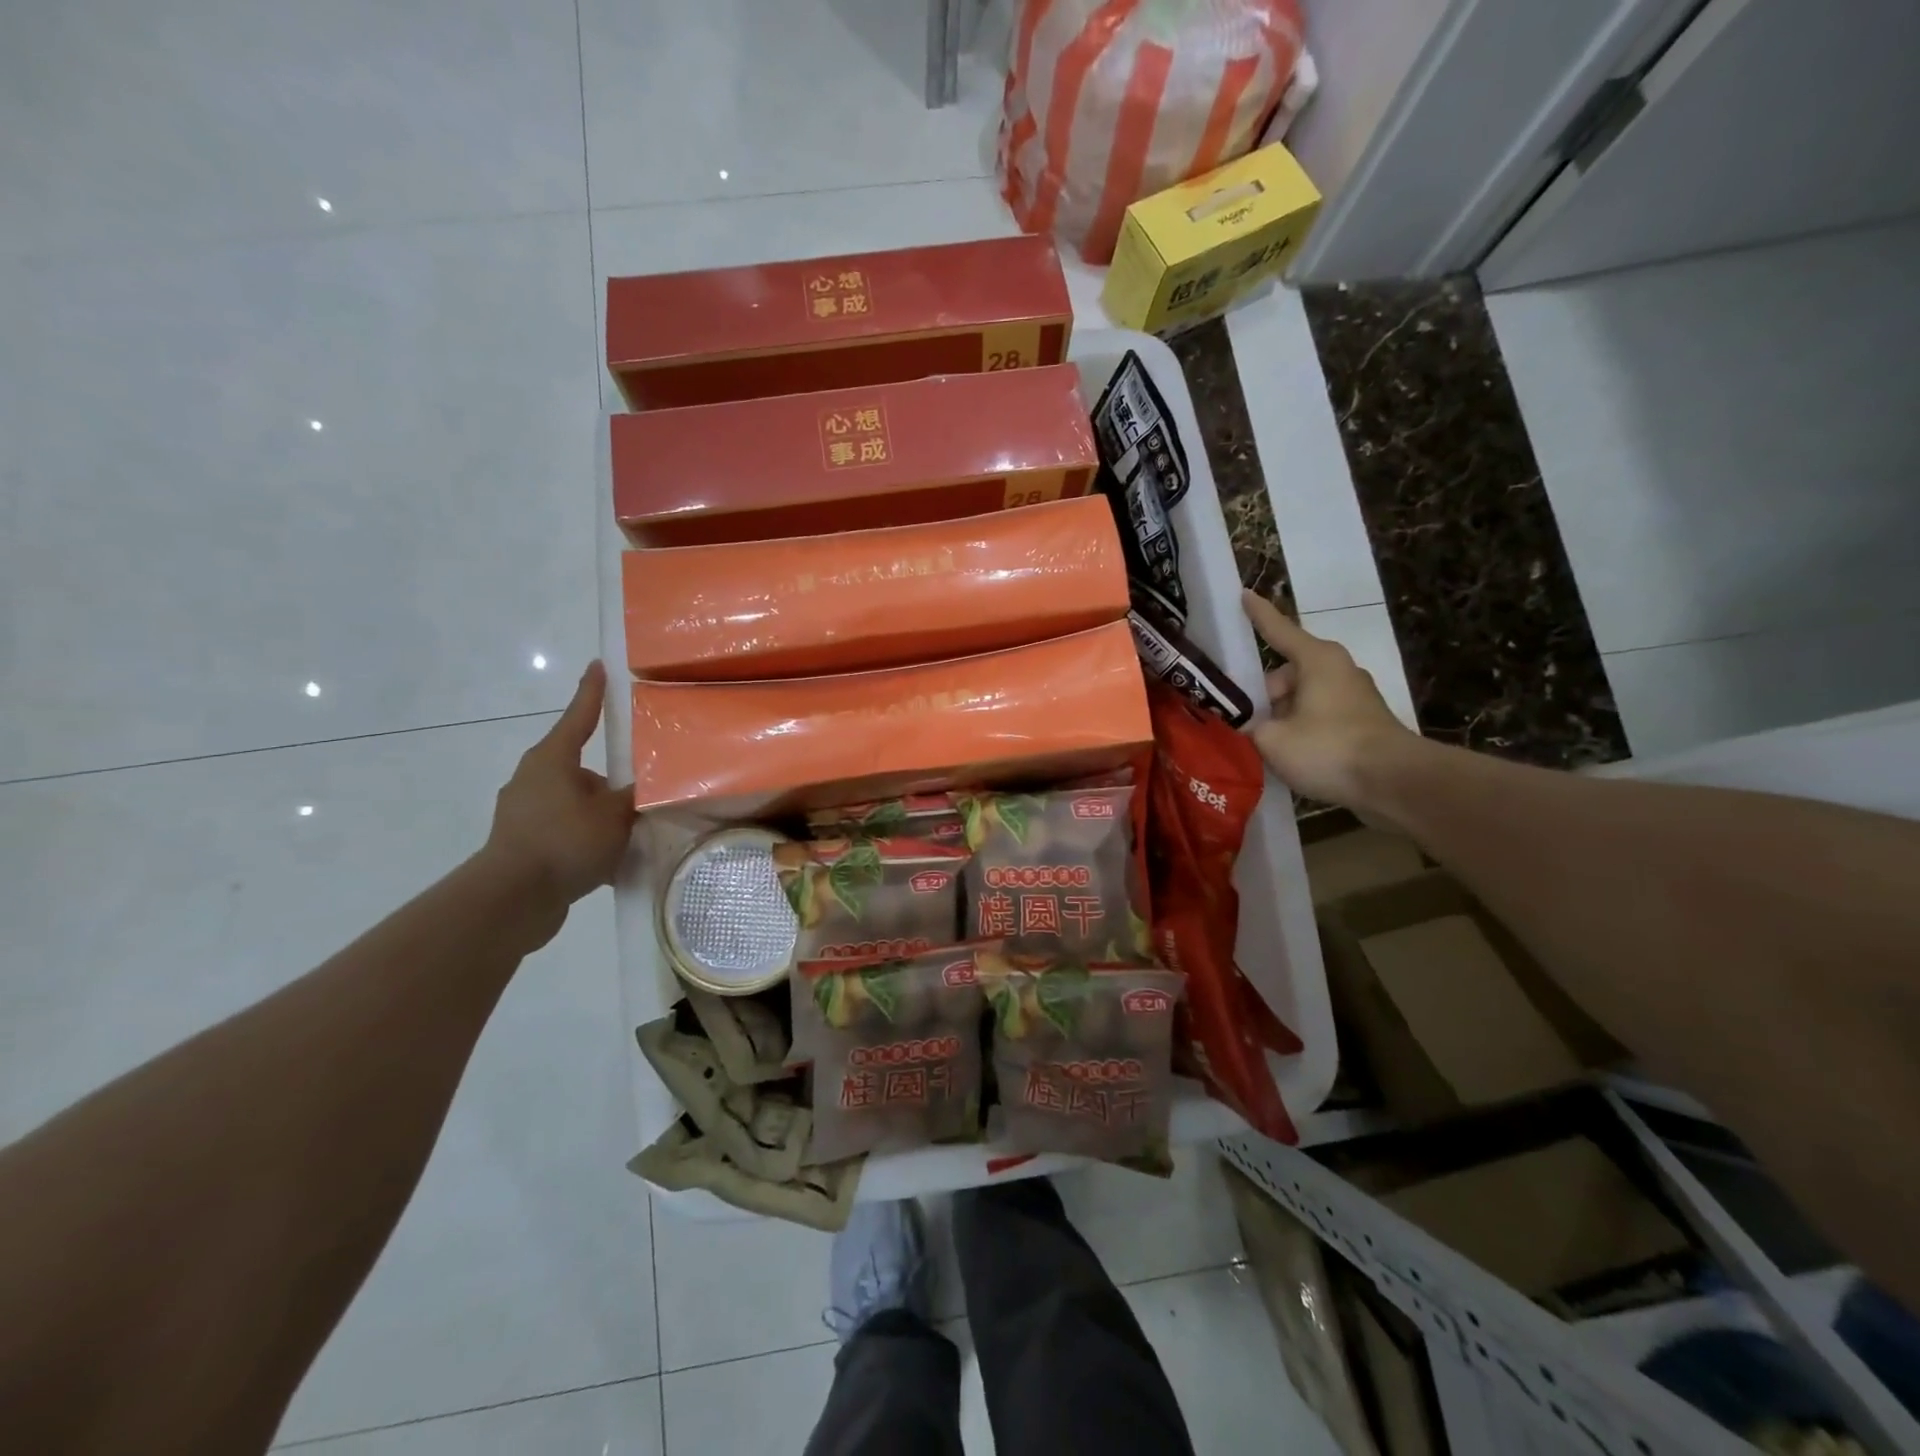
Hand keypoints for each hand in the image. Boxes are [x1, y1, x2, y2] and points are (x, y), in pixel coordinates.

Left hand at [483, 662, 637, 909]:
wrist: (512, 899)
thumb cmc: (565, 841)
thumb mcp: (615, 815)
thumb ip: (634, 796)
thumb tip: (645, 787)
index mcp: (552, 760)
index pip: (579, 717)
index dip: (592, 692)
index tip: (599, 666)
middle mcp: (533, 778)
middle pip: (579, 766)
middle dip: (607, 778)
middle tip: (636, 786)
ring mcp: (523, 812)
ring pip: (572, 801)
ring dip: (597, 812)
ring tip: (629, 831)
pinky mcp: (522, 842)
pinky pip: (564, 830)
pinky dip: (585, 838)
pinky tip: (609, 859)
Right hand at [1242, 591, 1420, 809]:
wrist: (1395, 783)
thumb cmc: (1329, 748)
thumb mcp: (1272, 740)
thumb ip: (1249, 729)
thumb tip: (1244, 729)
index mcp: (1316, 660)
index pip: (1278, 630)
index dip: (1258, 615)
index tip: (1243, 594)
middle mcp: (1337, 670)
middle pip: (1286, 674)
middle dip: (1262, 696)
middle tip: (1241, 723)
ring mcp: (1354, 697)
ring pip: (1302, 699)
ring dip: (1281, 718)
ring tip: (1261, 747)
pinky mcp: (1363, 724)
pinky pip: (1319, 719)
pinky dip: (1301, 732)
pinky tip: (1288, 759)